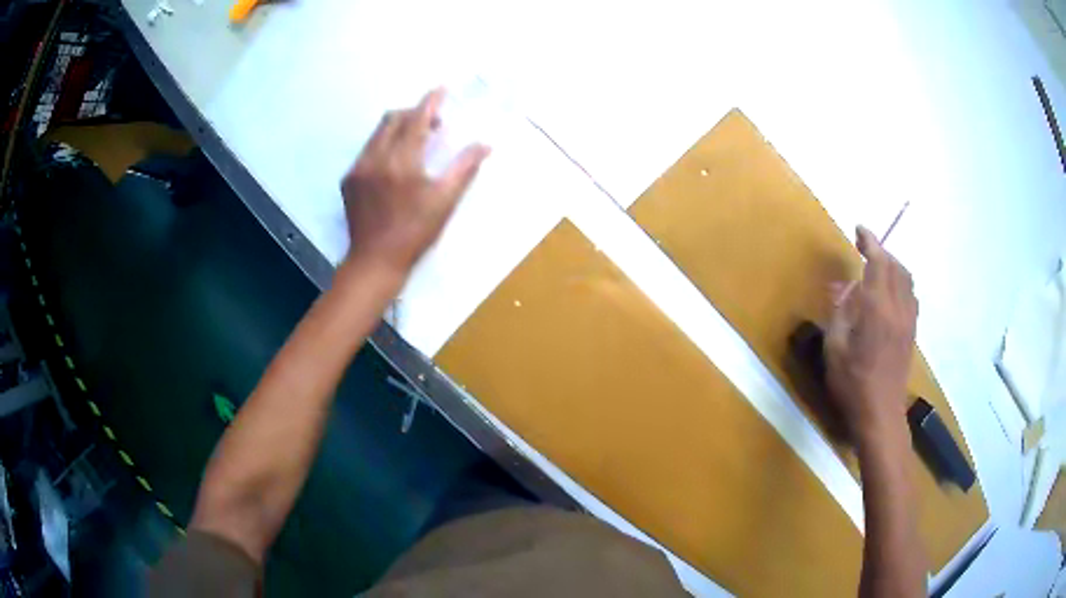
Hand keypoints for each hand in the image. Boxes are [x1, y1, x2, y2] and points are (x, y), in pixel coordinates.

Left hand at [340, 88, 489, 275]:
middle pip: (392, 119)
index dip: (430, 102)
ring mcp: (358, 169)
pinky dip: (383, 146)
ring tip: (415, 143)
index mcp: (401, 162)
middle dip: (413, 113)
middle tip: (433, 125)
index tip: (440, 89)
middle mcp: (375, 159)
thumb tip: (485, 145)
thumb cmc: (415, 233)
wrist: (375, 262)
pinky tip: (393, 165)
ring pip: (377, 134)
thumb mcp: (445, 201)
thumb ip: (464, 168)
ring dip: (397, 129)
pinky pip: (367, 151)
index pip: (416, 120)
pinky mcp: (348, 180)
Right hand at [825, 226, 917, 442]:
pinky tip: (889, 293)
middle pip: (895, 265)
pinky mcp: (911, 332)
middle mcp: (897, 307)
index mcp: (877, 308)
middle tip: (863, 249)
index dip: (870, 241)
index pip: (878, 262)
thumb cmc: (852, 383)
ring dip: (892, 265)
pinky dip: (900, 282)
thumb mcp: (835, 348)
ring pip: (906, 278)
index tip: (858, 229)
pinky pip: (910, 294)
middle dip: (880, 251)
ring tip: (876, 268)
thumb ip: (840, 312)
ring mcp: (908, 320)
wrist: (880, 414)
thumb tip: (845, 287)